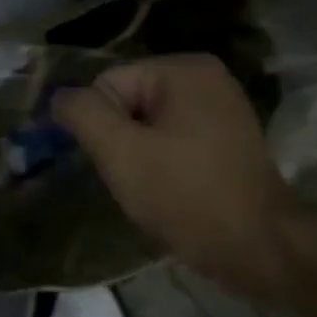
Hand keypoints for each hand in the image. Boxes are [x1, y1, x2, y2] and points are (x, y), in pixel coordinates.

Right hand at [54, 53, 301, 297]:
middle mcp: (206, 78)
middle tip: (131, 178)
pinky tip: (168, 190)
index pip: (108, 84)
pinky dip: (160, 163)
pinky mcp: (225, 139)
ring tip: (150, 187)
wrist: (257, 246)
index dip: (99, 127)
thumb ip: (83, 115)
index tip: (116, 164)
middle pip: (128, 102)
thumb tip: (59, 97)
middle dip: (119, 141)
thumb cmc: (186, 195)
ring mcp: (220, 109)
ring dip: (137, 156)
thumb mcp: (121, 152)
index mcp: (183, 70)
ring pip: (147, 125)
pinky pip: (171, 140)